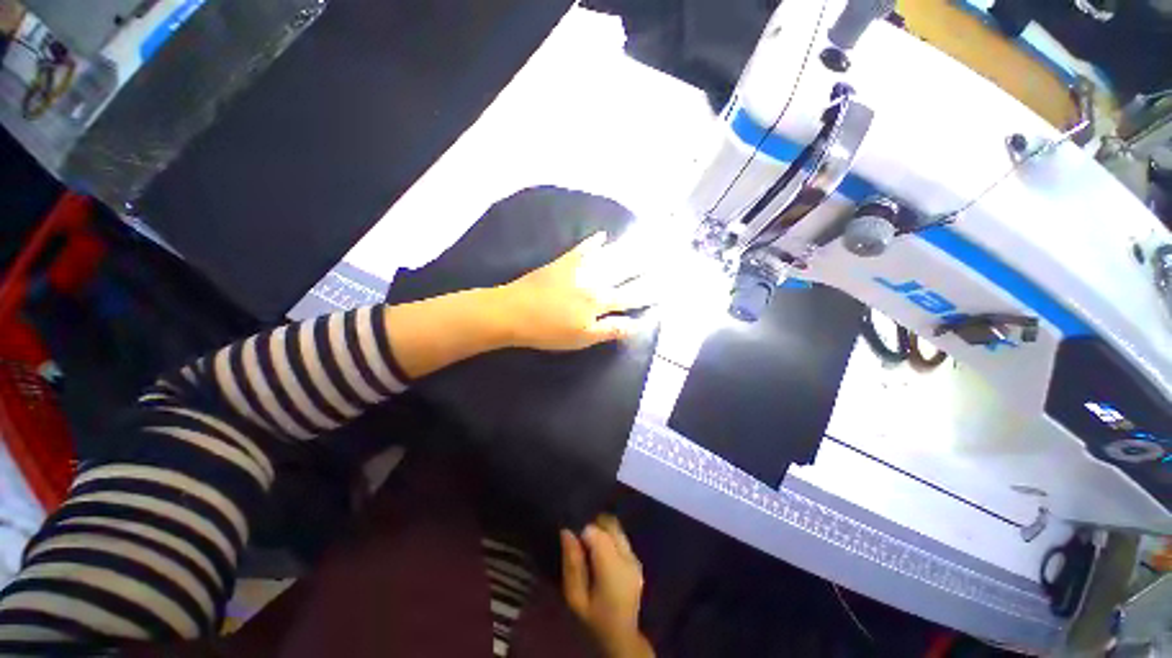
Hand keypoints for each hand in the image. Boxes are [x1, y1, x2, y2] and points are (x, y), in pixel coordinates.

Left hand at [493, 233, 649, 350]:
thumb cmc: (548, 330)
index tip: (666, 284)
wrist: (513, 310)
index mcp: (600, 301)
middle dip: (646, 262)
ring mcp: (578, 268)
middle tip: (663, 250)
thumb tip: (636, 324)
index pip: (632, 295)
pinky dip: (593, 242)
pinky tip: (602, 235)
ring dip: (628, 248)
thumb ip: (610, 329)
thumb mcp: (582, 338)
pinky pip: (582, 248)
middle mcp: (594, 280)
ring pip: (608, 256)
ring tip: (644, 239)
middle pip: (625, 270)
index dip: (650, 291)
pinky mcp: (562, 262)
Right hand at [561, 515, 654, 657]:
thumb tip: (567, 532)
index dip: (582, 532)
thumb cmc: (593, 619)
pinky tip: (602, 555)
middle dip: (594, 526)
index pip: (596, 531)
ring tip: (591, 548)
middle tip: (581, 544)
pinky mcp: (637, 560)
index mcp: (613, 568)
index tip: (573, 544)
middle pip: (610, 524)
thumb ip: (572, 564)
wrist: (621, 638)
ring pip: (617, 528)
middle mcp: (628, 557)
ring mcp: (635, 558)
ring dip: (603, 531)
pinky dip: (610, 538)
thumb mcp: (575, 598)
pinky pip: (622, 538)